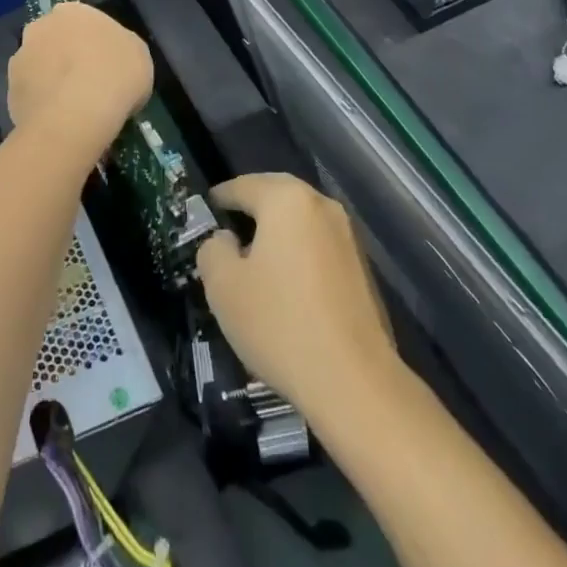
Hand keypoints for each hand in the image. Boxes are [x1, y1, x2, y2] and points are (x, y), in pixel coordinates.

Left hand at [6, 3, 153, 167]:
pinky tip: (59, 121)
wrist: (76, 115)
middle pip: (54, 40)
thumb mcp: (138, 55)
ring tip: (72, 108)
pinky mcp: (9, 92)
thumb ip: (121, 48)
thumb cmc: (116, 75)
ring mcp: (20, 59)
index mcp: (72, 11)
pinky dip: (42, 105)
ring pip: (39, 67)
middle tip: (86, 82)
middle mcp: (40, 27)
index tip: (105, 63)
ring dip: (51, 80)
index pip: (82, 21)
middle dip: (66, 57)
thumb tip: (111, 58)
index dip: (94, 43)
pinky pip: (30, 96)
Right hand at [196, 174, 398, 420]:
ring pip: (300, 222)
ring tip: (253, 261)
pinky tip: (286, 287)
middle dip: (250, 210)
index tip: (204, 211)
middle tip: (225, 231)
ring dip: (276, 234)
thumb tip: (226, 240)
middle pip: (276, 196)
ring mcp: (347, 235)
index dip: (220, 198)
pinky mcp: (362, 267)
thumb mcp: (223, 287)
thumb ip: (213, 250)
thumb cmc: (279, 323)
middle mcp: (322, 205)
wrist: (354, 380)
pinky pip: (318, 246)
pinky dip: (298, 255)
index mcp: (287, 199)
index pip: (244, 186)